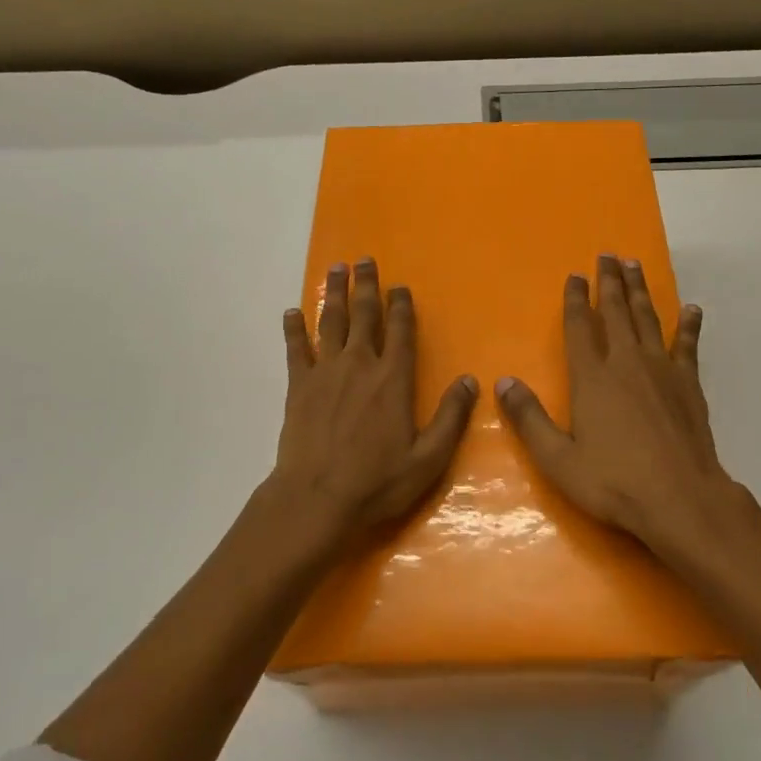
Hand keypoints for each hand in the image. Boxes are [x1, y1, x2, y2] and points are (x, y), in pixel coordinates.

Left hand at [264, 258, 477, 550]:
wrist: (316, 499)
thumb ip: (451, 417)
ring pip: (331, 322)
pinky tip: (291, 312)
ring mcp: (326, 372)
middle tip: (364, 260)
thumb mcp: (428, 458)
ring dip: (335, 294)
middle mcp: (360, 365)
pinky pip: (295, 349)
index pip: (400, 331)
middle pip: (364, 315)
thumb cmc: (377, 482)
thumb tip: (469, 381)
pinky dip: (293, 328)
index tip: (400, 286)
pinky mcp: (298, 386)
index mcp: (393, 379)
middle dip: (366, 286)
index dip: (401, 306)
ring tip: (336, 269)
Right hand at [495, 254, 760, 561]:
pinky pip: (688, 346)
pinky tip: (692, 309)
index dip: (574, 300)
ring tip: (635, 266)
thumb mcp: (558, 459)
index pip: (579, 328)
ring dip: (640, 291)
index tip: (574, 275)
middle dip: (609, 282)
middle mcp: (626, 363)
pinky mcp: (689, 385)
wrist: (681, 499)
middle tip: (608, 255)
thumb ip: (530, 419)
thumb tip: (503, 382)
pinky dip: (689, 325)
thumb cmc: (614, 482)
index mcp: (592, 378)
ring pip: (648, 319)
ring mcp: (662, 371)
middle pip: (615, 312)